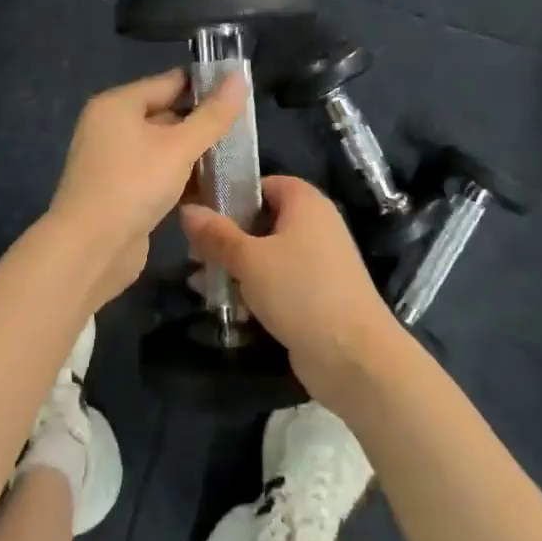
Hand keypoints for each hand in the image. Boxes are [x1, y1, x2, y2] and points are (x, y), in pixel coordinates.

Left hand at [47, 68, 247, 309]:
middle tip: (244, 130)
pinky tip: (213, 187)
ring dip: (195, 154)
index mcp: (118, 105)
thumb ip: (213, 115)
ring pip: (163, 148)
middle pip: (166, 114)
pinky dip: (181, 177)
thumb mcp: (180, 147)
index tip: (241, 92)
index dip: (206, 85)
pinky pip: (157, 173)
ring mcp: (114, 161)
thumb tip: (240, 77)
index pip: (169, 82)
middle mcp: (111, 127)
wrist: (89, 249)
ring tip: (236, 158)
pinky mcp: (120, 191)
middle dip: (203, 123)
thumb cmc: (134, 184)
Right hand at [179, 175, 404, 406]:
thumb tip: (187, 209)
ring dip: (236, 268)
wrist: (354, 356)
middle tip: (194, 256)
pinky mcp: (317, 295)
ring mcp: (318, 261)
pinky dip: (255, 290)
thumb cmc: (300, 291)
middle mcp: (315, 224)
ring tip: (201, 285)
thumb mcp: (249, 259)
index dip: (231, 195)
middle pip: (261, 220)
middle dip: (227, 238)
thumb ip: (216, 234)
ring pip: (267, 254)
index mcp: (305, 201)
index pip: (263, 184)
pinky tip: (226, 308)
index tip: (199, 214)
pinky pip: (279, 282)